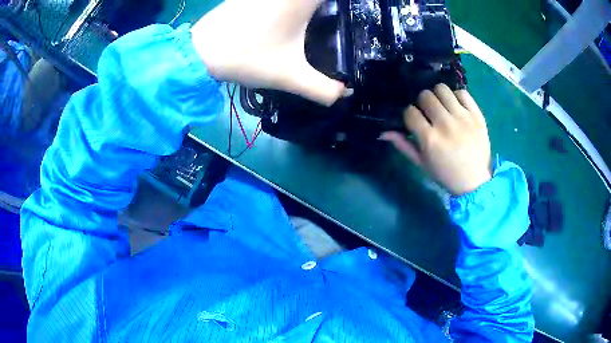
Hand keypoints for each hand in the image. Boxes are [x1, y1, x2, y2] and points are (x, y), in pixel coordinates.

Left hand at [190, 0, 346, 105]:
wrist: (200, 50)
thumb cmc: (247, 57)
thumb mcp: (289, 76)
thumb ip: (323, 89)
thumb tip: (346, 93)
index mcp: (302, 0)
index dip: (345, 8)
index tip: (348, 17)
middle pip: (317, 1)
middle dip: (326, 10)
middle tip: (333, 22)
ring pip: (297, 1)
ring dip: (308, 8)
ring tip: (316, 22)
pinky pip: (280, 0)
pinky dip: (289, 7)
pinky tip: (290, 20)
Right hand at [382, 84, 491, 195]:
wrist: (475, 181)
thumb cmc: (446, 174)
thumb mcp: (422, 163)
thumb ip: (403, 145)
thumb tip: (384, 132)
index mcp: (430, 139)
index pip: (410, 112)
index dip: (410, 114)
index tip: (415, 120)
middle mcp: (446, 124)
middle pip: (425, 96)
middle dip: (423, 102)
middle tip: (428, 112)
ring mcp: (463, 118)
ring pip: (443, 89)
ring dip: (438, 96)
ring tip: (442, 106)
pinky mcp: (477, 115)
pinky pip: (463, 93)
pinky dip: (457, 97)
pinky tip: (456, 107)